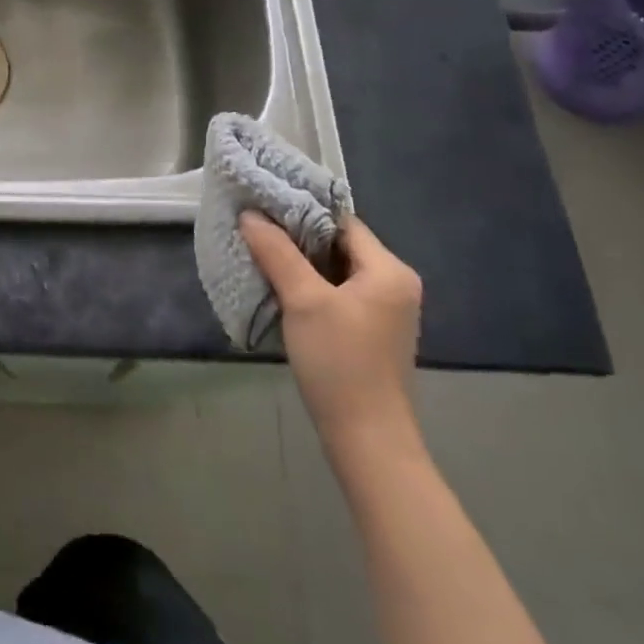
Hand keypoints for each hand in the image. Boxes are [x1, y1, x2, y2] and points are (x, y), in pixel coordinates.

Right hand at [241, 212, 422, 459]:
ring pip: (334, 270)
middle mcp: (394, 284)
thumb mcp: (303, 301)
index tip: (262, 204)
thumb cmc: (340, 362)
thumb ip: (277, 252)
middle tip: (254, 227)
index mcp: (389, 270)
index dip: (301, 210)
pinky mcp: (369, 332)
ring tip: (259, 251)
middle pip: (338, 244)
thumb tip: (250, 214)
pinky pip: (336, 293)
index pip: (341, 222)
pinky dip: (309, 285)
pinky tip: (279, 286)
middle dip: (296, 236)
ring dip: (299, 262)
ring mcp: (384, 310)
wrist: (367, 438)